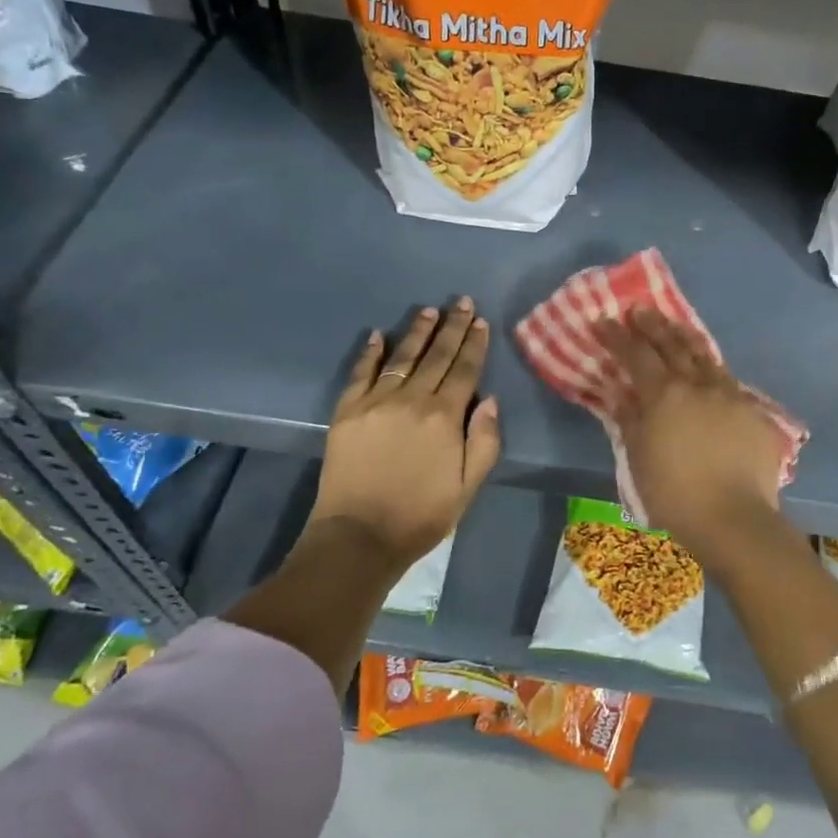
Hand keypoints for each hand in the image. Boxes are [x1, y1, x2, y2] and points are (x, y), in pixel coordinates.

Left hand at [307, 299, 500, 571]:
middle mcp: (412, 400)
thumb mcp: (468, 486)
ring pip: (402, 358)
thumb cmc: (421, 515)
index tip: (480, 321)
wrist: (359, 536)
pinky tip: (376, 335)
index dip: (474, 344)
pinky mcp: (347, 412)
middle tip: (461, 302)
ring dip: (417, 332)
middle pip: (436, 356)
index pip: (464, 370)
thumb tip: (490, 400)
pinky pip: (361, 373)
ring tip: (428, 310)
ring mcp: (376, 403)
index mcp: (445, 417)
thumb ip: (484, 441)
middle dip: (451, 327)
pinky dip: (369, 353)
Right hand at [595, 308, 783, 552]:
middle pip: (673, 345)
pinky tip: (709, 368)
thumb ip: (629, 419)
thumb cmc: (675, 494)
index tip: (603, 320)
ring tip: (674, 325)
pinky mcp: (753, 412)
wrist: (734, 519)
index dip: (617, 337)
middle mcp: (698, 385)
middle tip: (639, 310)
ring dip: (685, 337)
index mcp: (665, 395)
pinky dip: (712, 367)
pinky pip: (728, 379)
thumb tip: (618, 390)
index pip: (636, 355)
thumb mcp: (639, 457)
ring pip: (705, 355)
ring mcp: (730, 395)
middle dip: (652, 325)